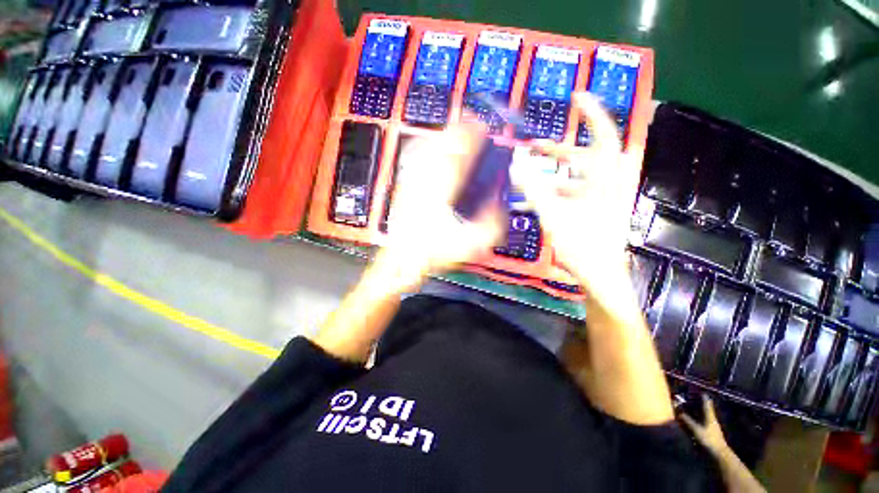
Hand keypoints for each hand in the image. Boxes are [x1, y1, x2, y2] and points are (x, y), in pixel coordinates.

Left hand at [373, 125, 504, 290]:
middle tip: (472, 120)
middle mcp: (425, 183)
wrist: (402, 259)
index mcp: (442, 194)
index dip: (472, 138)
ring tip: (456, 127)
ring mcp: (411, 183)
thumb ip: (490, 224)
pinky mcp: (404, 186)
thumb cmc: (434, 253)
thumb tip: (499, 202)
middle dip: (459, 129)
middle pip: (441, 146)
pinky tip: (430, 143)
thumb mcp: (469, 246)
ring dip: (443, 134)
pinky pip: (413, 158)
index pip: (458, 156)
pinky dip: (424, 145)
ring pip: (426, 148)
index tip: (483, 126)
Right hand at [511, 93, 640, 294]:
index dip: (592, 112)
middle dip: (558, 148)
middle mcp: (608, 183)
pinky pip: (576, 190)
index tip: (576, 96)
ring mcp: (603, 197)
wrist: (600, 275)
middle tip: (534, 145)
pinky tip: (539, 197)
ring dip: (553, 172)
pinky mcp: (597, 209)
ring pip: (578, 174)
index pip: (603, 135)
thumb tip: (516, 161)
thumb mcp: (553, 215)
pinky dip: (557, 189)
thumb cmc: (581, 246)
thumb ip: (534, 187)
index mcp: (604, 179)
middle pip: (585, 155)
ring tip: (528, 174)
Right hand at [680, 395, 730, 455]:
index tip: (703, 392)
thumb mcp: (697, 430)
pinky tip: (697, 422)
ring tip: (694, 409)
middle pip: (707, 410)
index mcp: (710, 417)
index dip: (705, 399)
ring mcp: (713, 427)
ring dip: (702, 413)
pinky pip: (706, 423)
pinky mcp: (713, 434)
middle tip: (696, 399)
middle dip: (703, 405)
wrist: (720, 454)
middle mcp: (713, 420)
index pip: (707, 405)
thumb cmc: (709, 440)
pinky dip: (701, 420)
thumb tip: (680, 413)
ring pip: (707, 417)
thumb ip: (688, 421)